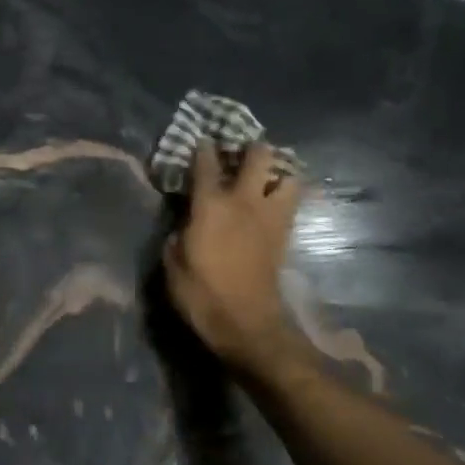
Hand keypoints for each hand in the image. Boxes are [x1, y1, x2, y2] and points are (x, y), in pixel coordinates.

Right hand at [162, 143, 305, 377]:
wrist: (246, 325)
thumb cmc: (201, 293)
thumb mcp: (173, 262)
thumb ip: (178, 234)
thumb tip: (185, 224)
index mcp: (212, 205)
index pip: (206, 164)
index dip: (202, 148)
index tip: (201, 140)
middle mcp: (245, 202)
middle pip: (259, 157)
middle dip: (251, 147)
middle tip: (240, 149)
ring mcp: (270, 217)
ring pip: (289, 177)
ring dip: (279, 170)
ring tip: (265, 175)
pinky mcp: (284, 235)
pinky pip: (291, 203)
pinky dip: (284, 195)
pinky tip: (272, 201)